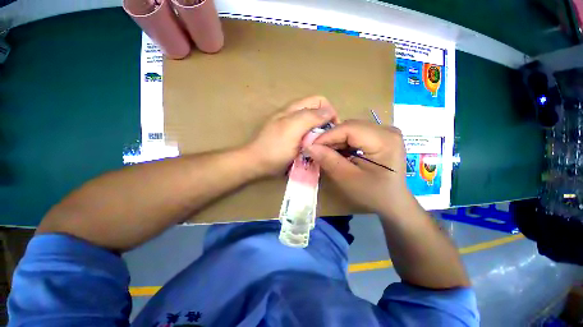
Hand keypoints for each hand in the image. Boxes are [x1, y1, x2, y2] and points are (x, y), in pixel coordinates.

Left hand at [246, 96, 337, 175]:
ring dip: (319, 133)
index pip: (320, 101)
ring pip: (313, 125)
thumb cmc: (274, 148)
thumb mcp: (292, 130)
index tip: (332, 130)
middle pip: (318, 113)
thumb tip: (329, 111)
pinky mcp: (292, 138)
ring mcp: (293, 127)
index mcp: (295, 109)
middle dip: (326, 124)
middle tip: (326, 140)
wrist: (257, 163)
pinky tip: (310, 148)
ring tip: (319, 145)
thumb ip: (310, 117)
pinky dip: (312, 139)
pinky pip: (307, 135)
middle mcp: (295, 114)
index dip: (330, 112)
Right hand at [305, 120, 413, 216]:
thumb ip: (329, 160)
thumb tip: (309, 146)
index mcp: (385, 140)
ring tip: (325, 153)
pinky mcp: (380, 136)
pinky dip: (343, 143)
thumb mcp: (348, 179)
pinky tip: (337, 153)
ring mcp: (385, 132)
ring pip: (351, 129)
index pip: (349, 128)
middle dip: (330, 138)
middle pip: (350, 127)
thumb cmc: (373, 194)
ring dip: (335, 141)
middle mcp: (387, 130)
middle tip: (316, 151)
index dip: (327, 136)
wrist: (392, 202)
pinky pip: (355, 134)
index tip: (310, 146)